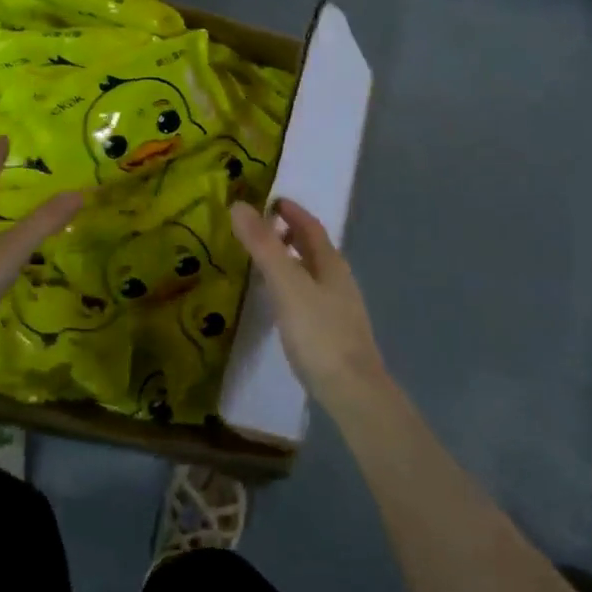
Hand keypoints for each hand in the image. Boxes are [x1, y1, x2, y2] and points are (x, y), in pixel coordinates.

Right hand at [231, 199, 385, 407]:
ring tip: (263, 262)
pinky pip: (310, 295)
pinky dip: (292, 285)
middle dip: (289, 233)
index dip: (291, 211)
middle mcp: (338, 280)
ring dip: (290, 260)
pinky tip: (279, 302)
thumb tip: (240, 205)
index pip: (310, 226)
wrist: (352, 390)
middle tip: (260, 229)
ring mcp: (339, 307)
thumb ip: (263, 246)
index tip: (269, 201)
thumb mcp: (286, 284)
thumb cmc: (319, 332)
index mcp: (330, 263)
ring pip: (312, 272)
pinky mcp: (333, 332)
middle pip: (313, 248)